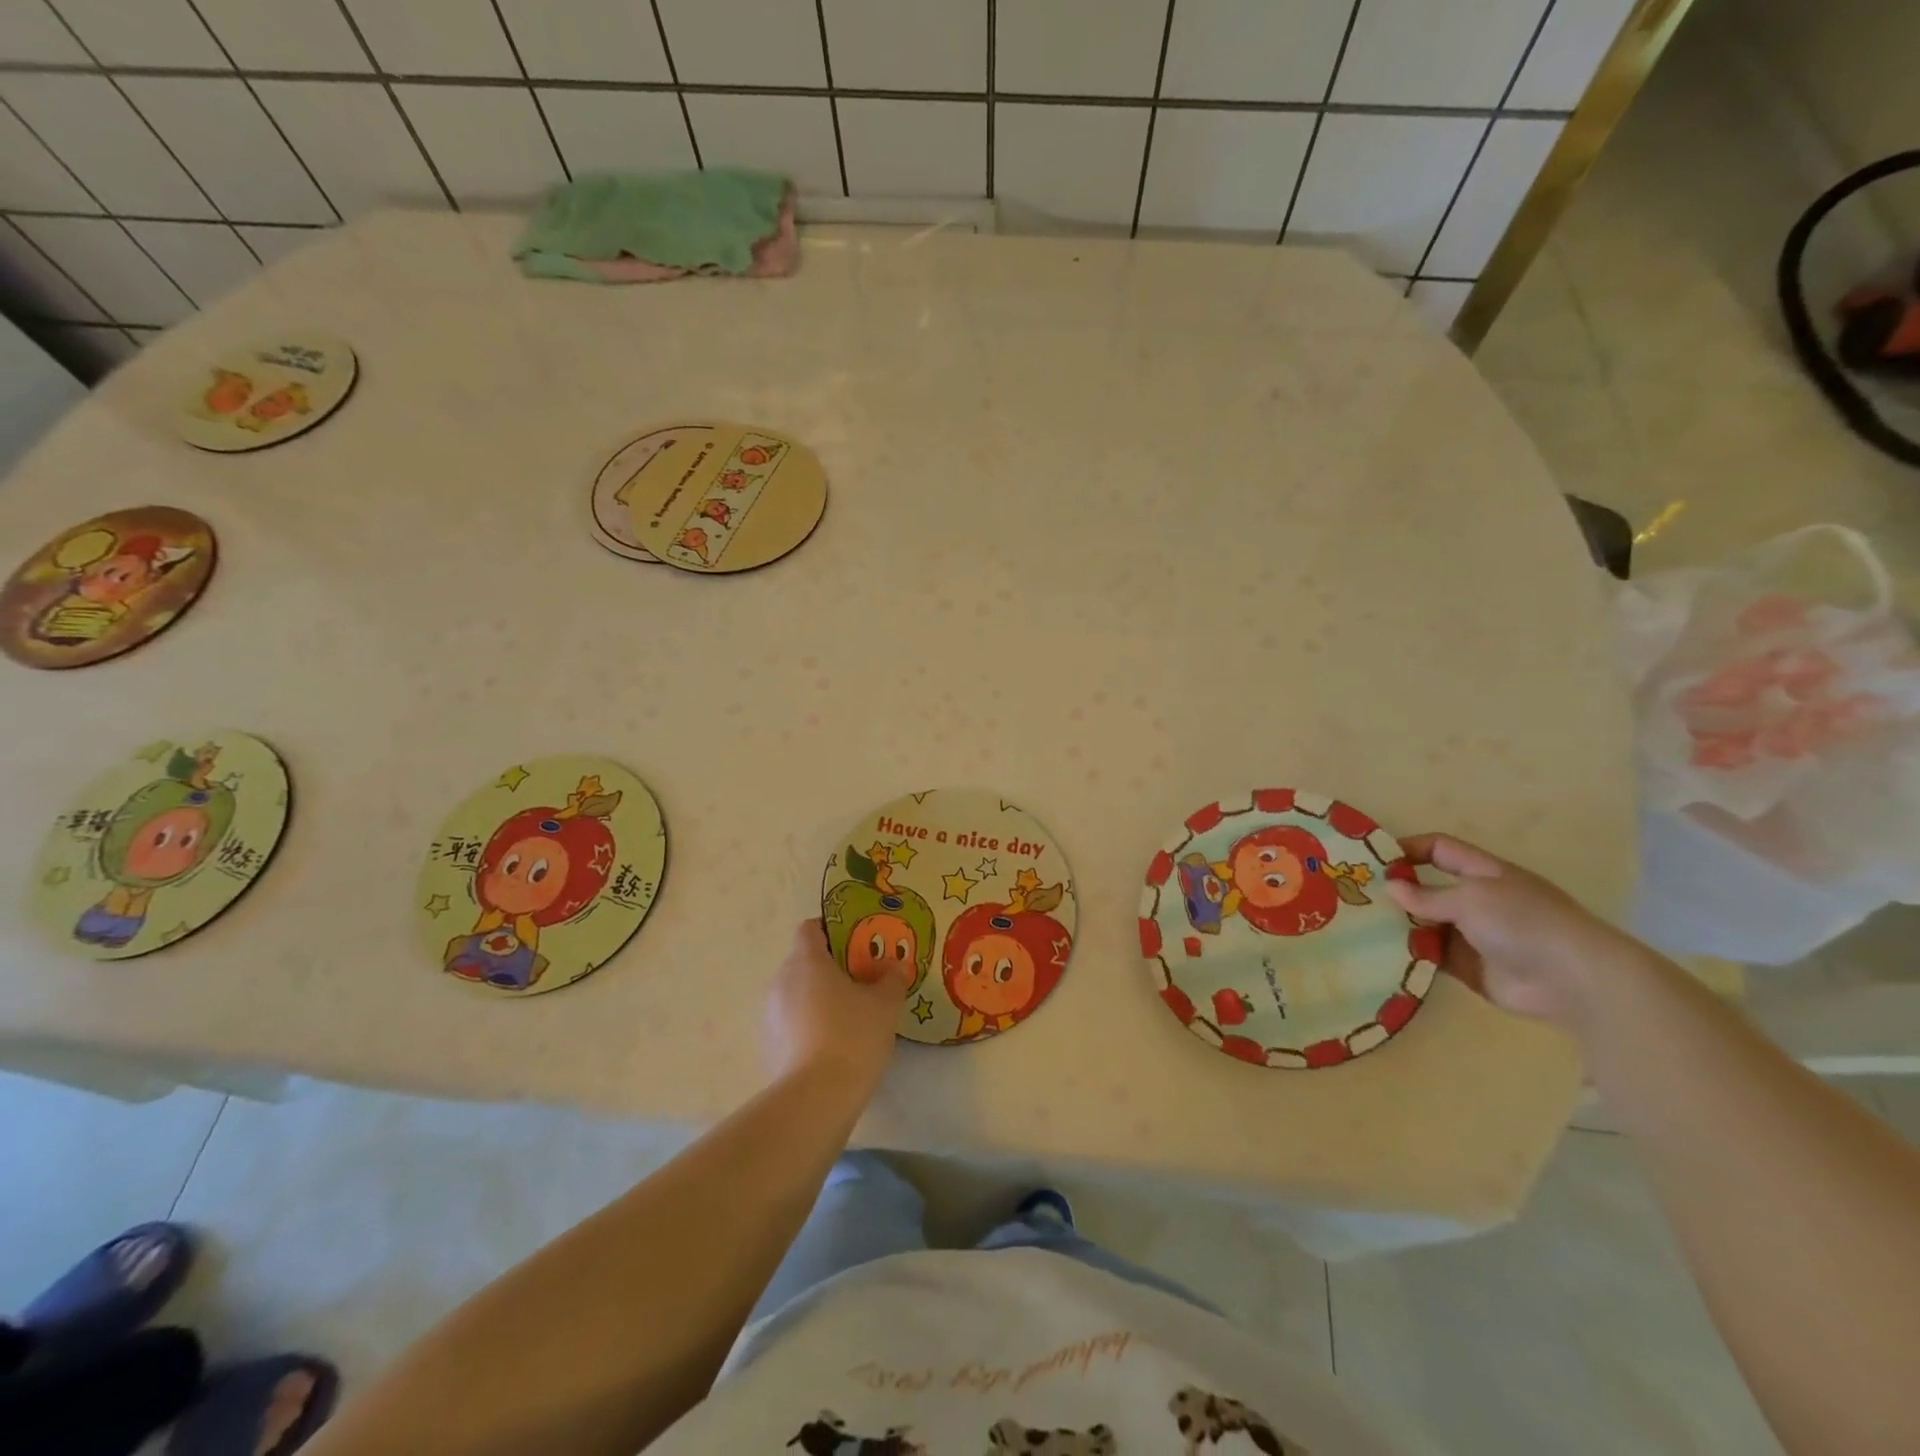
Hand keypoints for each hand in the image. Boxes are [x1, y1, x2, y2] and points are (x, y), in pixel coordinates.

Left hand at [763, 918, 911, 1094]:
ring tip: (849, 1017)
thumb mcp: (885, 1004)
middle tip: (861, 981)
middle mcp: (781, 981)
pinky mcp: (768, 1047)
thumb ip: (892, 978)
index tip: (857, 943)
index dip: (832, 930)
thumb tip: (895, 965)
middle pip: (804, 962)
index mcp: (806, 961)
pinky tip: (832, 1047)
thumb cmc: (852, 1036)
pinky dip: (809, 1027)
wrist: (816, 1099)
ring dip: (818, 999)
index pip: (810, 929)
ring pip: (796, 994)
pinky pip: (791, 1024)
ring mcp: (770, 1016)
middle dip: (830, 968)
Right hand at [1383, 834, 1635, 1032]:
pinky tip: (1381, 954)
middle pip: (1429, 888)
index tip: (1375, 858)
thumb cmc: (1524, 923)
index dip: (1409, 848)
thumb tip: (1390, 887)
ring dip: (1400, 924)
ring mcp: (1474, 935)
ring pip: (1427, 924)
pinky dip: (1410, 954)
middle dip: (1397, 890)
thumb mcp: (1471, 899)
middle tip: (1358, 895)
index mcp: (1484, 873)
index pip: (1441, 849)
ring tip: (1362, 926)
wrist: (1573, 981)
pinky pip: (1432, 956)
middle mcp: (1477, 901)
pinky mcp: (1469, 967)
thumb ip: (1427, 894)